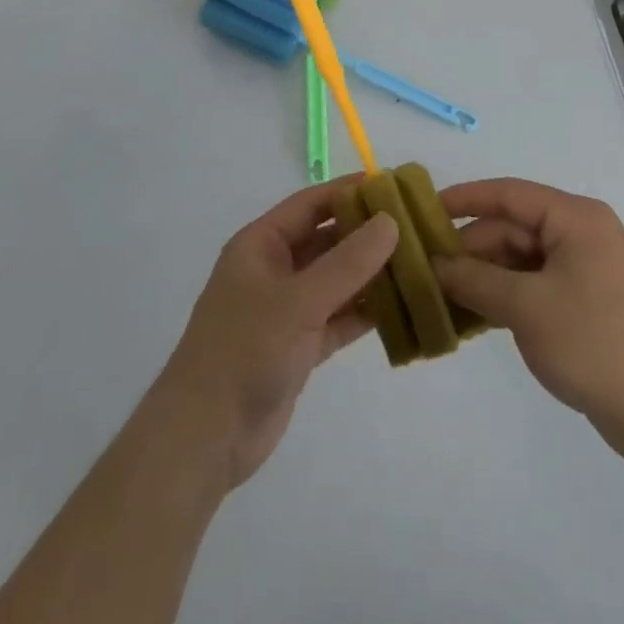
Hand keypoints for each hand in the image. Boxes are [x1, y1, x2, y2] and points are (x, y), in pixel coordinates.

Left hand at [150, 179, 397, 492]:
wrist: (205, 437)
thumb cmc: (245, 350)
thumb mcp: (299, 300)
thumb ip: (347, 262)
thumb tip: (390, 221)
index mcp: (260, 244)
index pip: (310, 204)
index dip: (348, 192)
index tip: (392, 185)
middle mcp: (273, 270)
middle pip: (325, 241)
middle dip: (365, 234)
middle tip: (415, 226)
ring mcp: (285, 310)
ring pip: (335, 281)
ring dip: (370, 274)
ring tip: (417, 263)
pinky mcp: (298, 347)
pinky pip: (337, 318)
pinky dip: (364, 312)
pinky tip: (400, 307)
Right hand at [434, 178, 623, 458]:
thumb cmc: (595, 342)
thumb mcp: (526, 307)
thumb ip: (475, 280)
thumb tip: (435, 265)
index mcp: (574, 218)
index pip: (508, 194)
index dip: (464, 199)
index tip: (424, 212)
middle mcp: (581, 234)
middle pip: (513, 228)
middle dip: (471, 248)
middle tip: (427, 271)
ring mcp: (586, 270)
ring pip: (522, 259)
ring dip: (486, 276)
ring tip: (444, 297)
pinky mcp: (588, 303)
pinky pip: (536, 285)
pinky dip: (507, 296)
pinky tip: (476, 316)